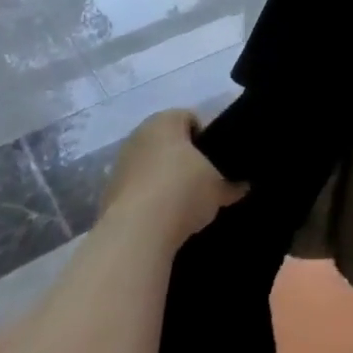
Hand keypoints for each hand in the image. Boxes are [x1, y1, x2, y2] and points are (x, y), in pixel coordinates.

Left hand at [101, 111, 245, 246]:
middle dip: (183, 159)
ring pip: (150, 166)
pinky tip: (161, 220)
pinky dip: (147, 200)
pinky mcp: (107, 193)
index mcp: (166, 120)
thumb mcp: (219, 188)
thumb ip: (232, 184)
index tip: (216, 162)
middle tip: (202, 182)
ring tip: (182, 205)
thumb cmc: (183, 192)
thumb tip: (244, 186)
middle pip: (168, 142)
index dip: (207, 139)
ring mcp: (120, 163)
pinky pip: (135, 190)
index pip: (191, 119)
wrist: (136, 233)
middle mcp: (139, 134)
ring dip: (163, 180)